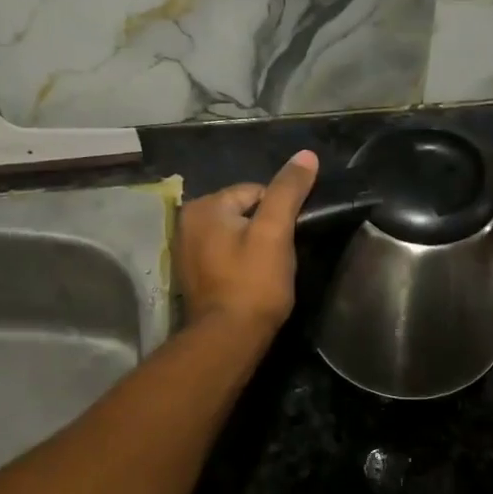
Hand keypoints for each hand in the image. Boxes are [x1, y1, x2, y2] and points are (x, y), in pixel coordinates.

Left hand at [176, 151, 319, 335]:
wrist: (229, 339)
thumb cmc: (253, 282)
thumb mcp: (275, 232)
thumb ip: (288, 191)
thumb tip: (306, 155)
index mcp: (203, 207)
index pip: (255, 192)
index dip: (279, 214)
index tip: (286, 241)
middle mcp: (187, 223)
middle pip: (243, 212)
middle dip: (264, 230)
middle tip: (278, 258)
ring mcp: (186, 251)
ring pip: (235, 235)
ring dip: (253, 247)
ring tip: (266, 272)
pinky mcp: (192, 275)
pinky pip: (224, 255)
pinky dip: (239, 263)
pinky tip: (250, 282)